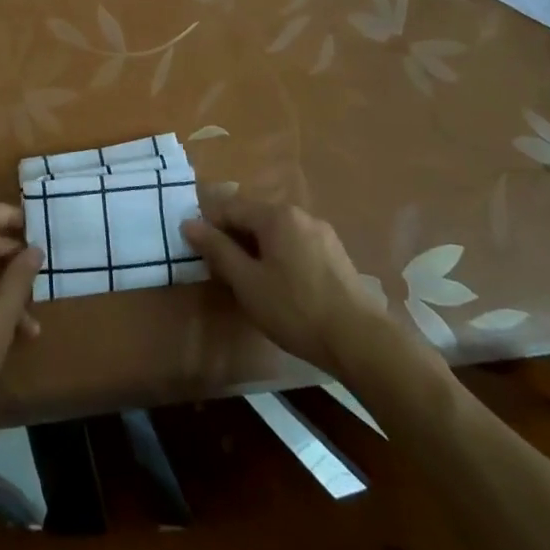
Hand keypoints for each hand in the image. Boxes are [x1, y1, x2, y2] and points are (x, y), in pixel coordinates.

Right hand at [182, 190, 397, 374]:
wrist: (360, 341)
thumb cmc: (295, 309)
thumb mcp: (247, 282)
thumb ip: (217, 250)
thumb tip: (189, 223)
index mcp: (276, 215)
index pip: (230, 208)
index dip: (209, 227)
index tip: (197, 251)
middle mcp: (300, 215)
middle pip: (254, 218)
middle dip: (234, 239)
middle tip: (222, 270)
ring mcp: (322, 234)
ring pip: (276, 233)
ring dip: (257, 249)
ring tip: (249, 281)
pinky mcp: (336, 255)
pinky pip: (296, 245)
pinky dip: (279, 257)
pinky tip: (279, 286)